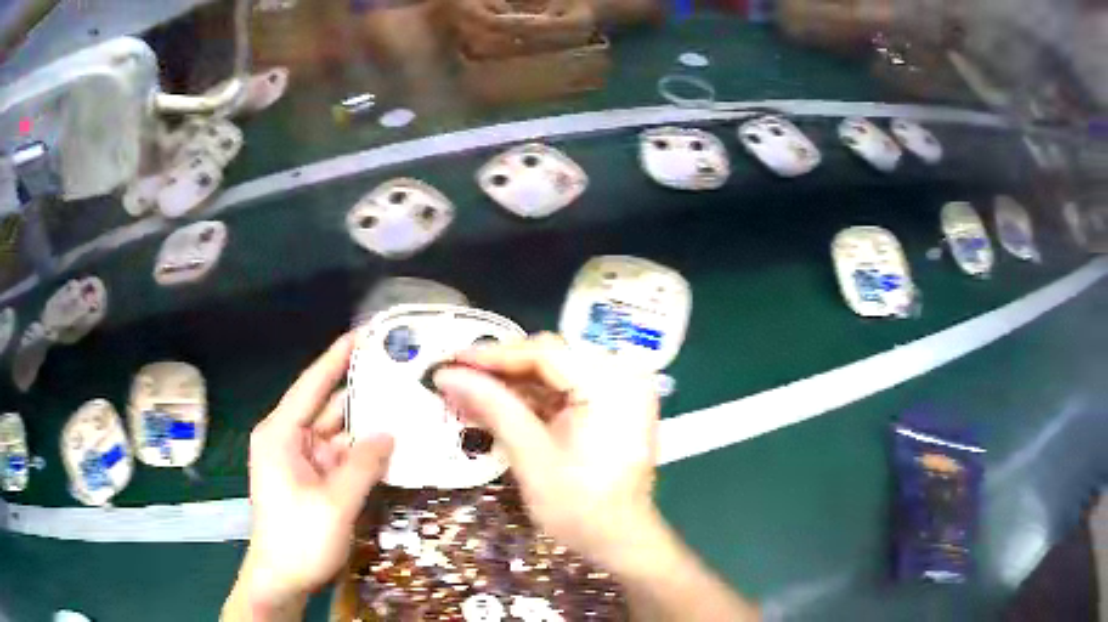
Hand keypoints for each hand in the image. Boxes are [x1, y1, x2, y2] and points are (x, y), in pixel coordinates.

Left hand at [240, 333, 393, 609]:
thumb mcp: (334, 503)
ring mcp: (305, 461)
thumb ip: (363, 465)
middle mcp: (291, 440)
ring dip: (370, 425)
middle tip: (401, 375)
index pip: (311, 385)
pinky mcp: (317, 480)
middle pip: (330, 407)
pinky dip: (367, 452)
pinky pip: (345, 457)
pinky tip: (396, 443)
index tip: (364, 332)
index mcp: (281, 434)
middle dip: (364, 392)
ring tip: (408, 405)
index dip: (337, 357)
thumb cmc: (298, 539)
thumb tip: (390, 433)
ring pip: (341, 434)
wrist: (283, 580)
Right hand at [433, 333, 661, 566]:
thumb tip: (447, 375)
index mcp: (612, 384)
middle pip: (550, 358)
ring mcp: (619, 391)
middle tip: (454, 379)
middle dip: (499, 371)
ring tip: (464, 393)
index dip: (493, 355)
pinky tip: (493, 406)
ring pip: (553, 374)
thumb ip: (493, 407)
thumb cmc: (580, 507)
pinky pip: (563, 392)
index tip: (451, 361)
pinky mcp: (610, 407)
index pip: (545, 353)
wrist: (620, 541)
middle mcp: (622, 377)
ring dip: (510, 385)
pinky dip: (529, 400)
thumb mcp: (532, 457)